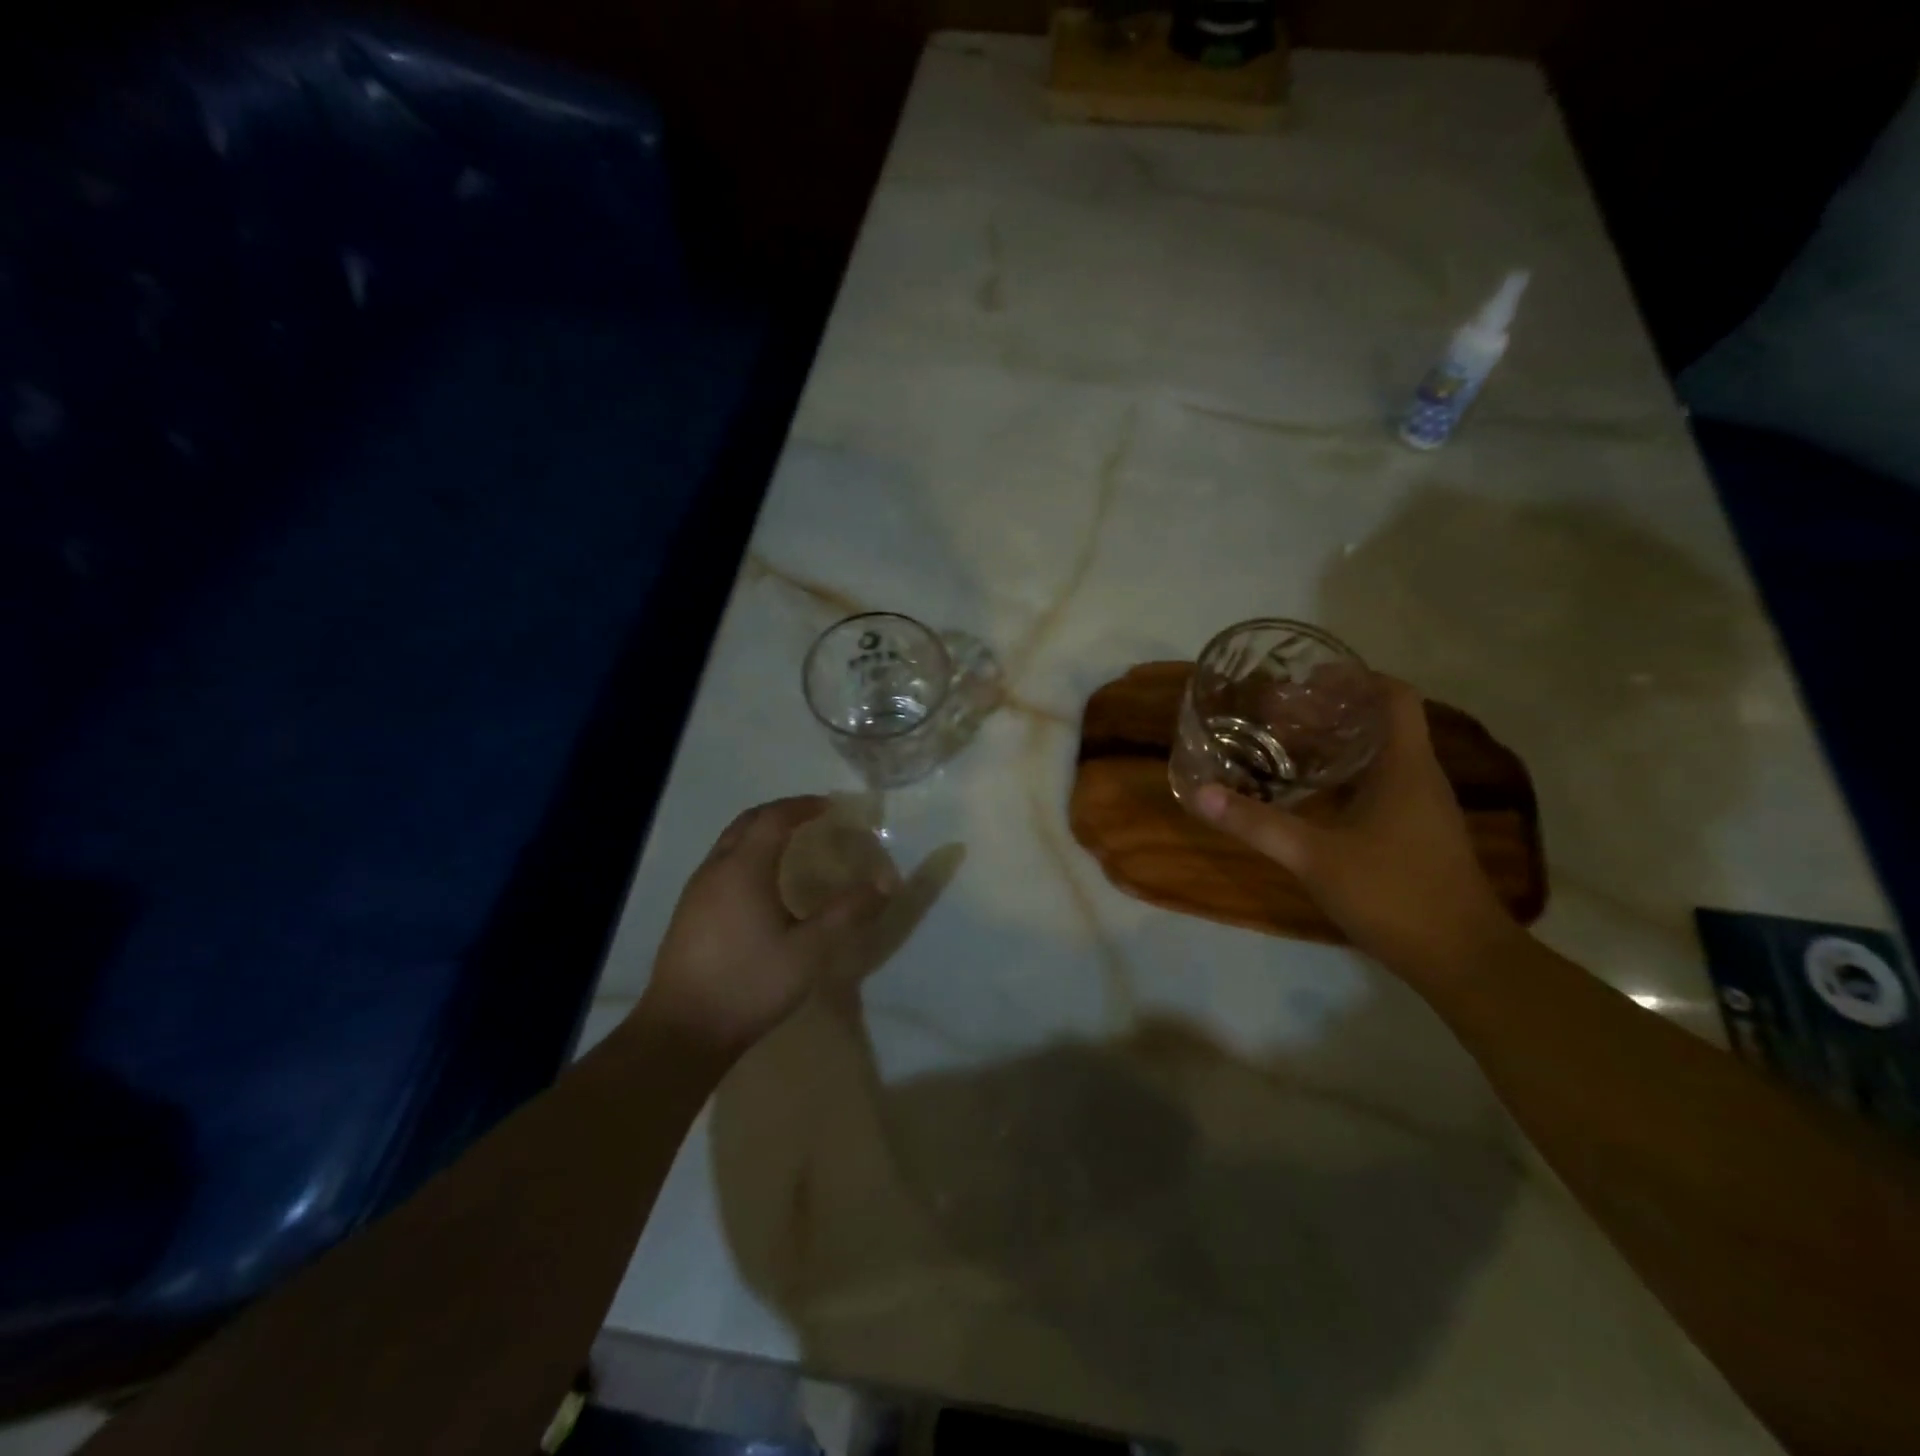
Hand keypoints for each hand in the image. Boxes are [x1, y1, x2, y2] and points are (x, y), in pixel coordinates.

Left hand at [639, 797, 887, 1056]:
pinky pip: (721, 865)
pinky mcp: (688, 914)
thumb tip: (885, 883)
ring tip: (791, 845)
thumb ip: (846, 912)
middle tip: (812, 817)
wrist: (682, 1032)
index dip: (803, 806)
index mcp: (743, 868)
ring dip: (760, 833)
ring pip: (730, 843)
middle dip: (780, 813)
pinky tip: (761, 884)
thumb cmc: (749, 984)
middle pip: (747, 823)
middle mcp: (715, 869)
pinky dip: (746, 855)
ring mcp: (696, 892)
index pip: (774, 818)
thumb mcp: (809, 950)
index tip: (830, 807)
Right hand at [1192, 678, 1519, 979]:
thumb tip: (1201, 793)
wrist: (1462, 959)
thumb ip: (1257, 823)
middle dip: (1331, 710)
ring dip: (1336, 743)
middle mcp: (1418, 777)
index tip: (1306, 679)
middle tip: (1277, 713)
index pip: (1393, 695)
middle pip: (1381, 721)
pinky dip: (1343, 777)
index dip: (1354, 677)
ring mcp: (1421, 807)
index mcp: (1404, 766)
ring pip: (1379, 755)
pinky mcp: (1415, 833)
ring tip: (1284, 745)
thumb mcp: (1314, 856)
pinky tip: (1309, 795)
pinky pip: (1379, 785)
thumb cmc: (1394, 894)